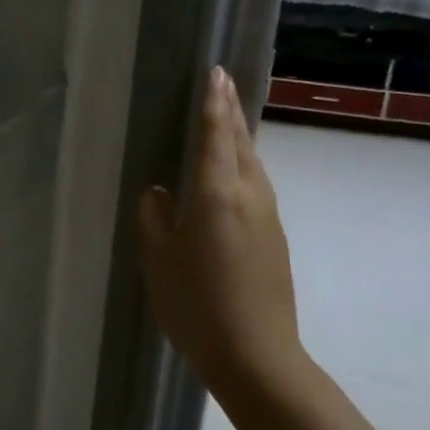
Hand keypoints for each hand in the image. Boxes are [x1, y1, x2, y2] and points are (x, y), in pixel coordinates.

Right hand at [137, 67, 302, 386]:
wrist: (256, 355)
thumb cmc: (196, 303)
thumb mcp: (159, 259)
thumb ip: (155, 218)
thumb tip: (159, 192)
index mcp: (217, 194)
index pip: (216, 136)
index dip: (214, 104)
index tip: (216, 73)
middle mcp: (249, 196)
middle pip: (241, 144)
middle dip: (230, 112)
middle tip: (222, 84)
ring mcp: (267, 218)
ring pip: (253, 165)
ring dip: (239, 138)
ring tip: (226, 121)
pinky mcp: (274, 239)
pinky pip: (257, 187)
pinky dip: (244, 166)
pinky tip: (232, 175)